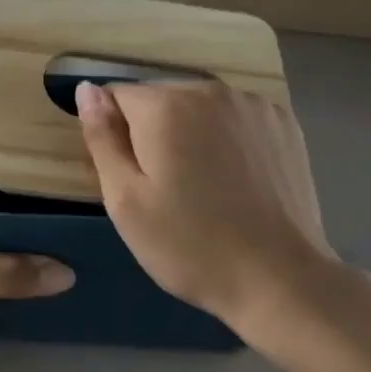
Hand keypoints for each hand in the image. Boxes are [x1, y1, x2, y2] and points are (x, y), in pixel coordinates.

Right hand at [75, 80, 367, 357]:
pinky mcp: (283, 123)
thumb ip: (102, 137)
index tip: (129, 175)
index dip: (112, 133)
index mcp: (165, 106)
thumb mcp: (125, 200)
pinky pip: (233, 117)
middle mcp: (210, 90)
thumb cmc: (189, 246)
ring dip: (189, 132)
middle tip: (164, 188)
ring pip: (197, 107)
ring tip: (202, 186)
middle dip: (151, 132)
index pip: (115, 96)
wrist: (281, 281)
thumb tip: (87, 89)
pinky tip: (235, 178)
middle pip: (158, 99)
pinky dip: (225, 137)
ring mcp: (253, 104)